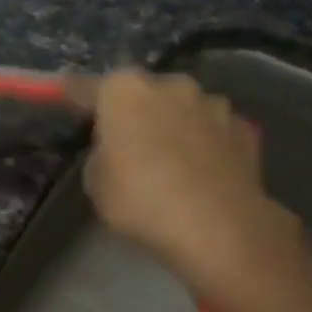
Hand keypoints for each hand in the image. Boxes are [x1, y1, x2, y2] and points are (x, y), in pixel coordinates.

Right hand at [78, 69, 311, 305]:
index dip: (76, 96)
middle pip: (144, 92)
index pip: (89, 87)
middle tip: (129, 141)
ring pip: (184, 108)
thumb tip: (117, 150)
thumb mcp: (97, 183)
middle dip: (136, 110)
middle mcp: (170, 85)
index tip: (68, 99)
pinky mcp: (244, 129)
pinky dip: (208, 143)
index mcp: (124, 91)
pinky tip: (204, 170)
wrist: (217, 226)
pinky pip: (215, 131)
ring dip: (176, 124)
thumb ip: (102, 154)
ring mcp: (212, 104)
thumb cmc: (141, 200)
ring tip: (172, 157)